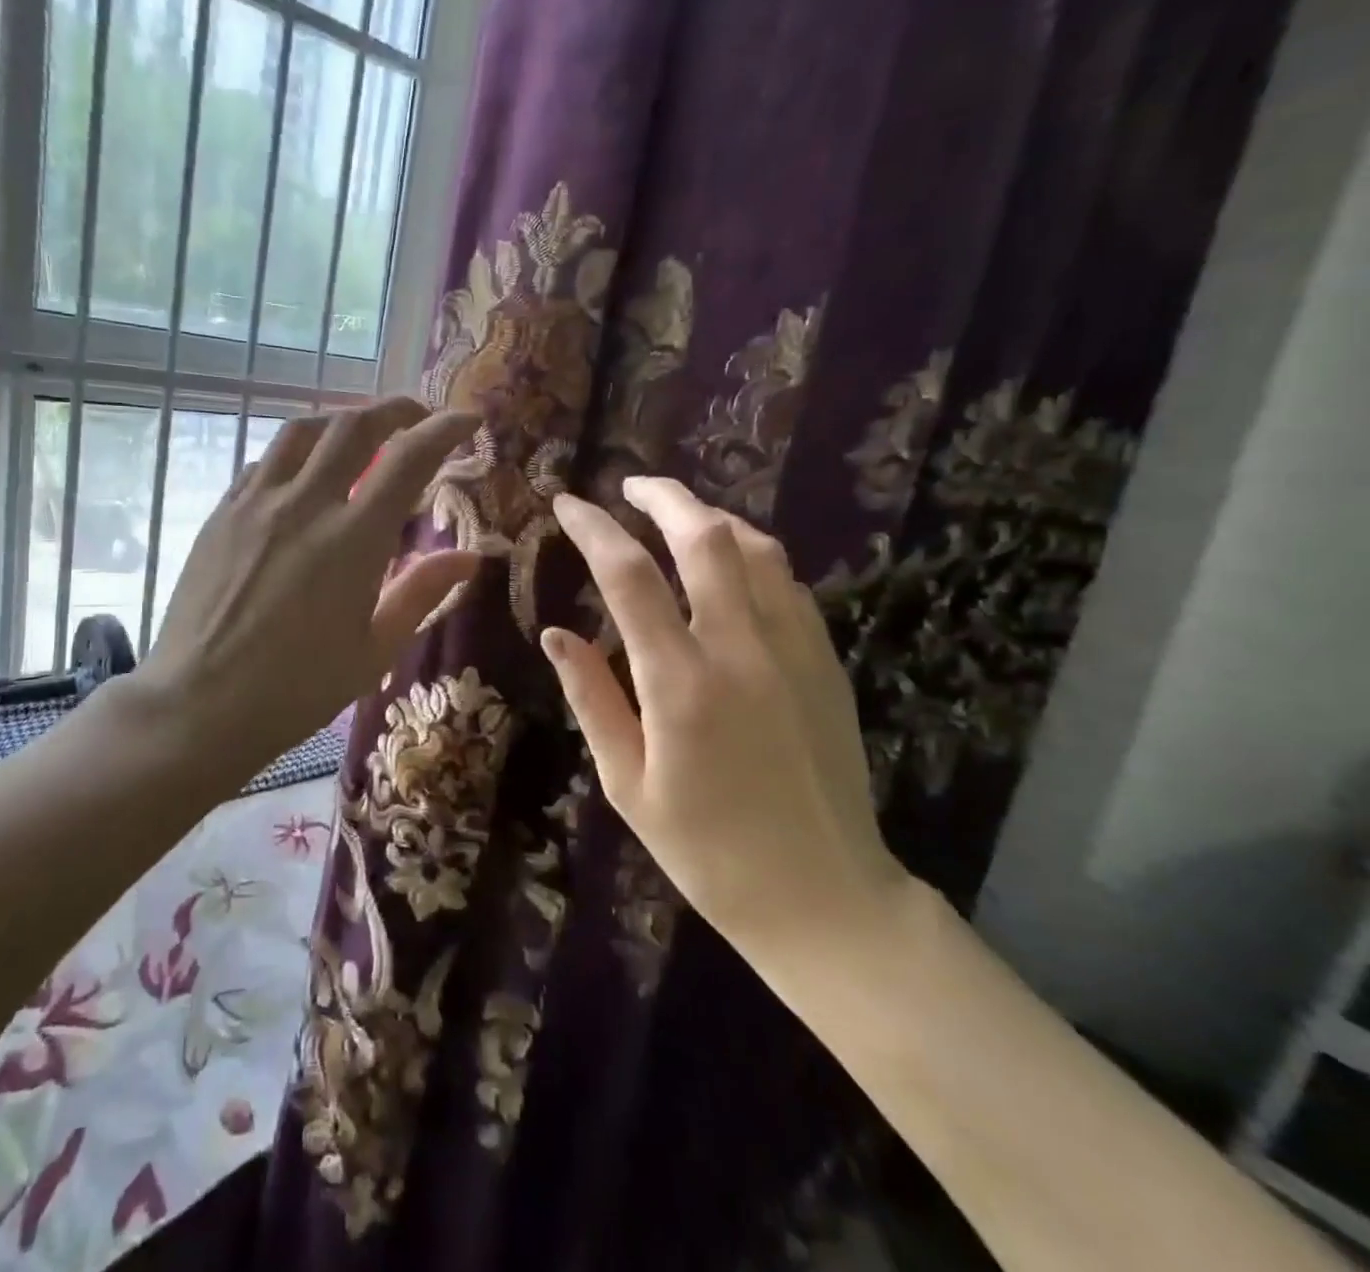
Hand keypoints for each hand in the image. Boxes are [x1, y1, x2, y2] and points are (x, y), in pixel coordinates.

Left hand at [137, 397, 480, 771]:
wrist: (199, 705)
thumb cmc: (297, 689)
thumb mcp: (374, 649)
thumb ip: (421, 592)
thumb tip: (469, 556)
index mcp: (352, 540)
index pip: (407, 458)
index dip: (443, 429)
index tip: (465, 419)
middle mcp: (304, 505)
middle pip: (354, 426)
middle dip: (395, 410)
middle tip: (417, 416)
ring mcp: (255, 504)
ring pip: (303, 431)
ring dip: (342, 420)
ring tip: (362, 432)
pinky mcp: (221, 513)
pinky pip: (265, 461)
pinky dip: (298, 450)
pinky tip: (305, 471)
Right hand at [543, 476, 908, 951]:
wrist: (823, 897)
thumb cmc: (705, 850)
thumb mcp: (627, 783)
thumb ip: (591, 698)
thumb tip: (555, 634)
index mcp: (680, 684)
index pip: (628, 577)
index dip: (593, 529)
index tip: (566, 504)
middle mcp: (742, 650)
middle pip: (705, 537)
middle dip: (663, 497)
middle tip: (629, 485)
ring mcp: (794, 651)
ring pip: (757, 549)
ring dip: (711, 518)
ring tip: (676, 515)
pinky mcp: (826, 663)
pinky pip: (788, 584)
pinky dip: (751, 555)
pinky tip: (730, 564)